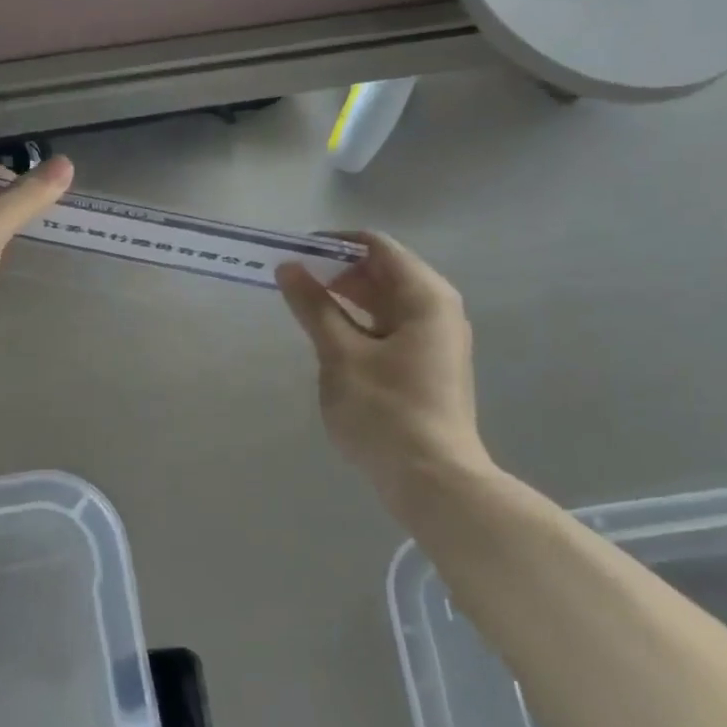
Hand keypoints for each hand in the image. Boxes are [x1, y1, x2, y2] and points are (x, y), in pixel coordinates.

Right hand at [276, 233, 496, 510]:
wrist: (434, 483)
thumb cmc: (385, 411)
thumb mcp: (340, 354)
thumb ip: (313, 307)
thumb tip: (289, 268)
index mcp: (425, 296)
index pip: (376, 246)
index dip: (333, 244)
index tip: (294, 253)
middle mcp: (437, 310)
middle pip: (382, 271)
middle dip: (336, 272)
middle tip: (292, 283)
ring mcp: (435, 339)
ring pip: (384, 302)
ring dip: (344, 300)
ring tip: (303, 309)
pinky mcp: (427, 366)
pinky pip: (389, 328)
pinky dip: (358, 324)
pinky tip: (329, 339)